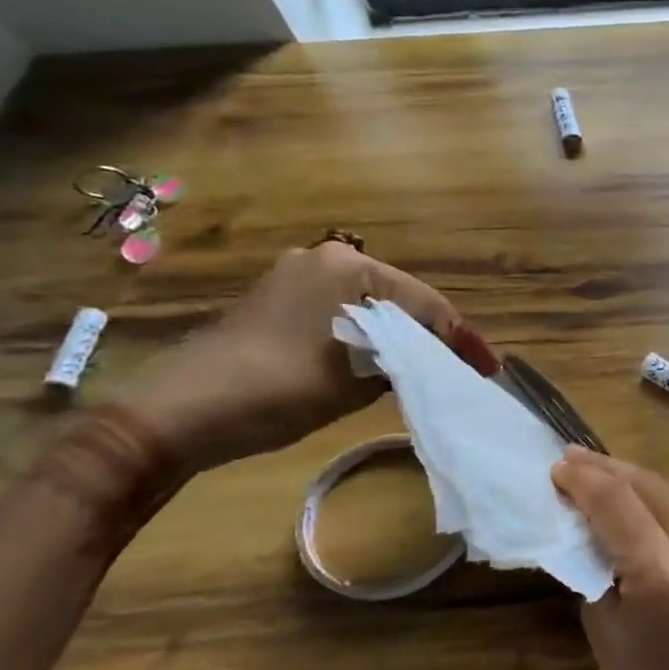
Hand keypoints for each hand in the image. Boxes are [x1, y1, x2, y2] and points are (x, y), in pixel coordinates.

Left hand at [117, 242, 487, 471]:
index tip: (486, 369)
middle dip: (429, 335)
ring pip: (368, 307)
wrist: (181, 411)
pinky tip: (376, 363)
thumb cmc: (282, 387)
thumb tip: (431, 360)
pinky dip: (363, 338)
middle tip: (458, 369)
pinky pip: (338, 315)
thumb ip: (405, 360)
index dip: (460, 339)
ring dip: (396, 337)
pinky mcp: (274, 301)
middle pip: (399, 300)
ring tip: (424, 369)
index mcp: (350, 266)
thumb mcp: (359, 379)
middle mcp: (324, 259)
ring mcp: (295, 277)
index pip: (425, 303)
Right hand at [551, 447, 668, 669]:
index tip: (556, 466)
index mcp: (666, 575)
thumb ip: (596, 568)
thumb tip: (583, 522)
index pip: (617, 502)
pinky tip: (636, 505)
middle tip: (571, 460)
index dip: (583, 479)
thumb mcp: (606, 633)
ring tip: (597, 475)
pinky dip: (660, 507)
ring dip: (634, 484)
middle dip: (608, 471)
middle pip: (650, 487)